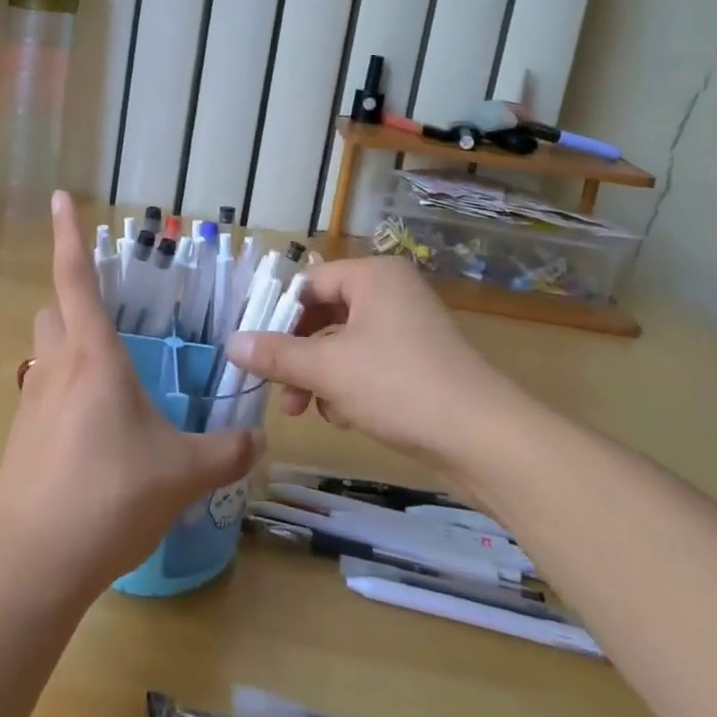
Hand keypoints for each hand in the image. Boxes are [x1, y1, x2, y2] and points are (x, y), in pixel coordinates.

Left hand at [0, 192, 264, 597]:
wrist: (33, 559)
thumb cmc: (110, 494)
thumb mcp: (182, 473)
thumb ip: (225, 452)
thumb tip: (257, 441)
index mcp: (93, 354)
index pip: (76, 276)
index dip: (68, 233)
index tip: (59, 196)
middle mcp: (56, 365)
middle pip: (54, 309)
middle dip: (75, 300)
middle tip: (112, 317)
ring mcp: (32, 401)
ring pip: (46, 350)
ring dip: (70, 348)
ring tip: (110, 378)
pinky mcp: (21, 436)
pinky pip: (44, 393)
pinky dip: (66, 393)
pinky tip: (94, 434)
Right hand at [226, 256, 539, 485]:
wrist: (486, 440)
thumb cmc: (399, 386)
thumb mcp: (328, 370)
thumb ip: (276, 355)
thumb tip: (230, 343)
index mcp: (373, 277)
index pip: (308, 285)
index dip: (277, 317)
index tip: (254, 350)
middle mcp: (391, 292)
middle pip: (324, 316)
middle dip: (298, 356)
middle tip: (278, 390)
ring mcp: (409, 327)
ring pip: (343, 345)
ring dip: (321, 377)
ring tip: (311, 412)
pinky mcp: (420, 362)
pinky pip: (368, 364)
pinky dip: (350, 387)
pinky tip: (348, 418)